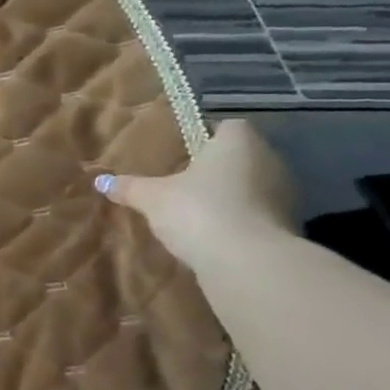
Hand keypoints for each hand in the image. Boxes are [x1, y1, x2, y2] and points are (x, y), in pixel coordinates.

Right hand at [95, 119, 298, 269]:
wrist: (247, 262)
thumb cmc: (199, 211)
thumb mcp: (153, 198)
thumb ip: (130, 187)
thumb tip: (100, 181)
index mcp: (239, 141)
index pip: (227, 127)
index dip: (205, 137)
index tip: (182, 153)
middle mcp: (270, 159)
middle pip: (240, 156)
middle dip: (216, 168)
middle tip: (183, 183)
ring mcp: (285, 194)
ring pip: (252, 186)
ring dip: (231, 196)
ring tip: (197, 212)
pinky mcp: (289, 226)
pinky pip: (259, 214)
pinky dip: (242, 221)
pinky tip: (216, 236)